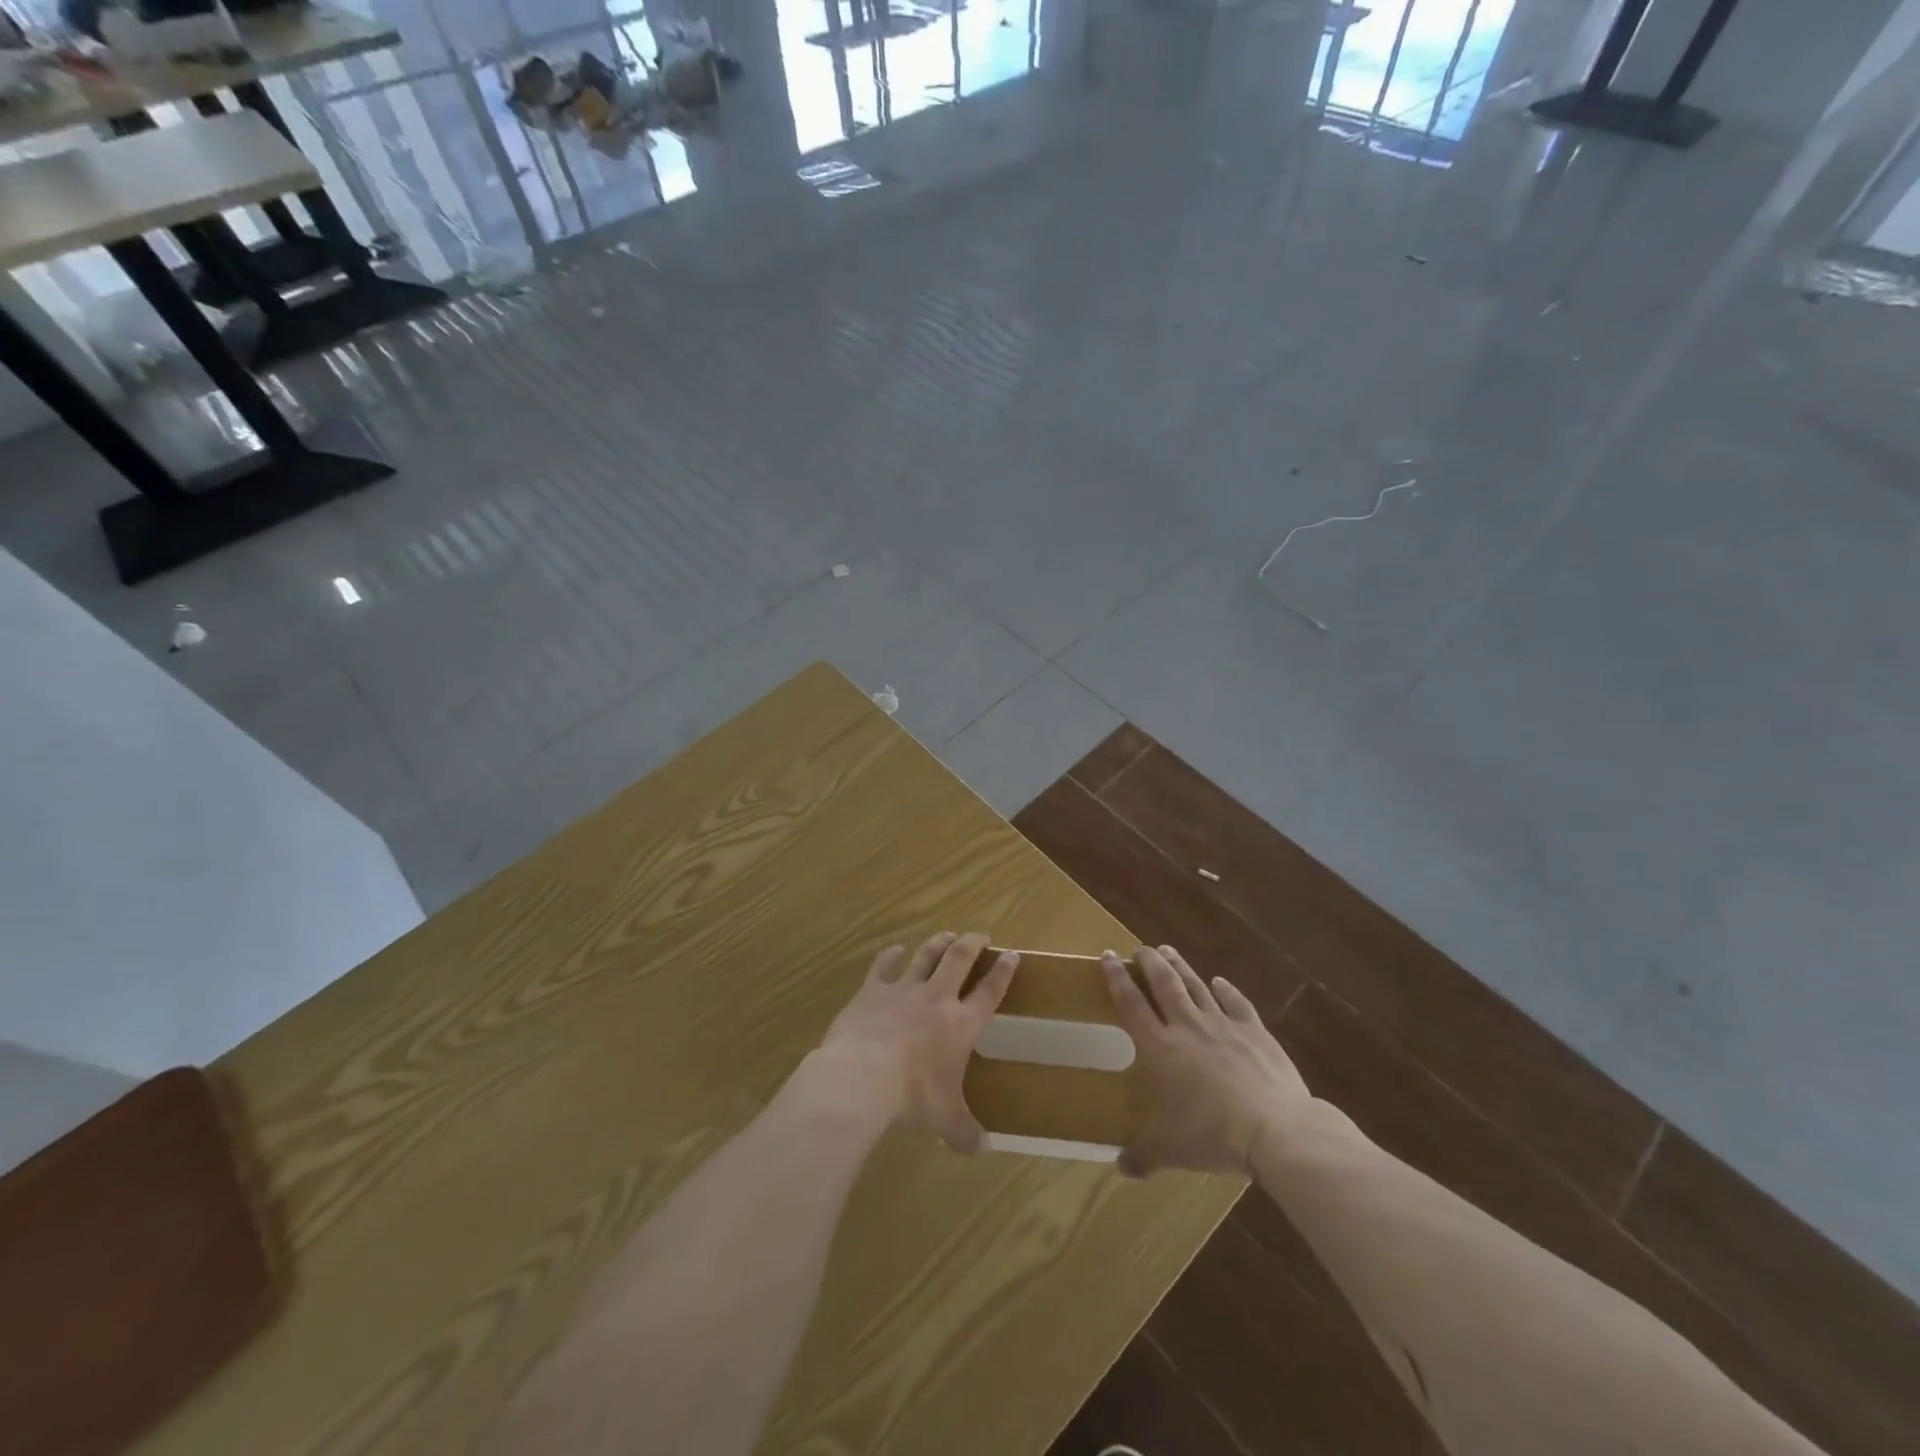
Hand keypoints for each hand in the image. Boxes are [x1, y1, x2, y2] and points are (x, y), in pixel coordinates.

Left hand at [808, 931, 1017, 1152]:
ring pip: (926, 956)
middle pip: (959, 959)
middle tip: (980, 936)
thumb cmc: (912, 1097)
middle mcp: (937, 999)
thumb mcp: (944, 1119)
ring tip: (947, 935)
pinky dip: (891, 955)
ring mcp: (903, 990)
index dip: (1003, 972)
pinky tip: (894, 949)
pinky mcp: (872, 990)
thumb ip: (964, 1131)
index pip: (989, 992)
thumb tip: (983, 1150)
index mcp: (961, 1025)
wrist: (861, 1077)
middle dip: (972, 944)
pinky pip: (884, 965)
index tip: (1012, 955)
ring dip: (938, 943)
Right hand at [1103, 945, 1308, 1177]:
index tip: (1106, 956)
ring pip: (1196, 986)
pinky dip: (1226, 990)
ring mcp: (1223, 1025)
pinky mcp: (1254, 1031)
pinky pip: (1236, 1003)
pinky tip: (1219, 981)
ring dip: (1180, 966)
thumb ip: (1144, 1156)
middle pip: (1164, 984)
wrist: (1275, 1129)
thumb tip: (1120, 1168)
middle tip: (1139, 948)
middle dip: (1149, 962)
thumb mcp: (1171, 1150)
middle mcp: (1188, 1027)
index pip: (1132, 1005)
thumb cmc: (1213, 1135)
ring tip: (1167, 950)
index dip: (1117, 979)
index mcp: (1161, 1049)